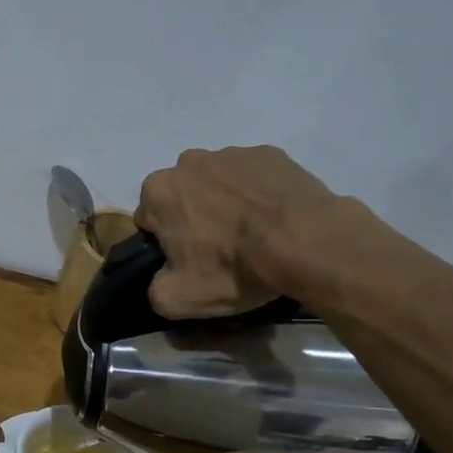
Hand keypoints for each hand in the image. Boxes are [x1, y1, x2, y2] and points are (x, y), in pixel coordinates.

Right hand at [135, 146, 336, 316]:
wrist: (304, 242)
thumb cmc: (232, 268)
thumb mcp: (177, 299)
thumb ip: (154, 289)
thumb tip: (161, 279)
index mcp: (158, 191)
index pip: (148, 220)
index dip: (164, 243)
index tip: (187, 261)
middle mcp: (188, 162)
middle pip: (181, 195)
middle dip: (192, 217)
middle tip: (218, 249)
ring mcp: (231, 153)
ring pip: (216, 183)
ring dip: (224, 203)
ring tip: (250, 234)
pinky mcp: (270, 154)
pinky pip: (252, 177)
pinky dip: (257, 194)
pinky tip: (273, 219)